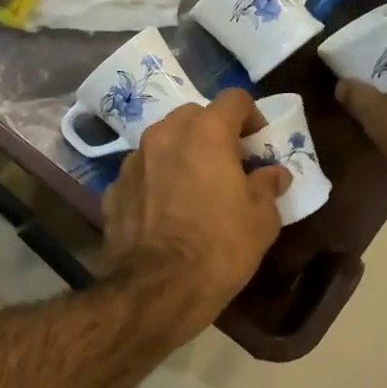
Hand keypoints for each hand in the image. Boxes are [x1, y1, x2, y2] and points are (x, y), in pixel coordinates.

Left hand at [102, 89, 291, 342]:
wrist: (156, 288)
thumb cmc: (219, 248)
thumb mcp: (262, 220)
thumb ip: (268, 186)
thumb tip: (273, 174)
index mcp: (205, 133)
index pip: (234, 99)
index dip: (251, 116)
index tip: (258, 144)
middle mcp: (164, 136)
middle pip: (194, 116)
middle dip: (213, 132)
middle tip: (227, 164)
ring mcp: (133, 161)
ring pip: (162, 142)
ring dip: (181, 154)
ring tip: (194, 187)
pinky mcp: (113, 189)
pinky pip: (142, 173)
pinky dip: (156, 181)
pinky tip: (165, 211)